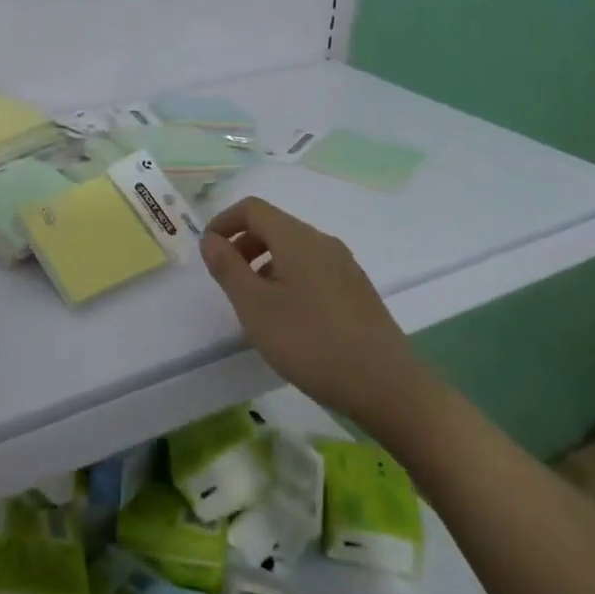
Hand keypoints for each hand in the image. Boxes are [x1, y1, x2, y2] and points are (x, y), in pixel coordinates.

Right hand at [200, 197, 437, 448]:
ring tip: (255, 306)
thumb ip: (228, 268)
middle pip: (274, 226)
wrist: (386, 385)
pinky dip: (288, 280)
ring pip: (294, 250)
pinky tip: (288, 320)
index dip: (224, 222)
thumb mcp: (255, 306)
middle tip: (227, 280)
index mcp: (296, 238)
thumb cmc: (310, 341)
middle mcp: (323, 243)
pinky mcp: (357, 291)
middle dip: (243, 245)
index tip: (208, 252)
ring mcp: (345, 266)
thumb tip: (211, 239)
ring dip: (265, 265)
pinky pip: (313, 270)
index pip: (252, 208)